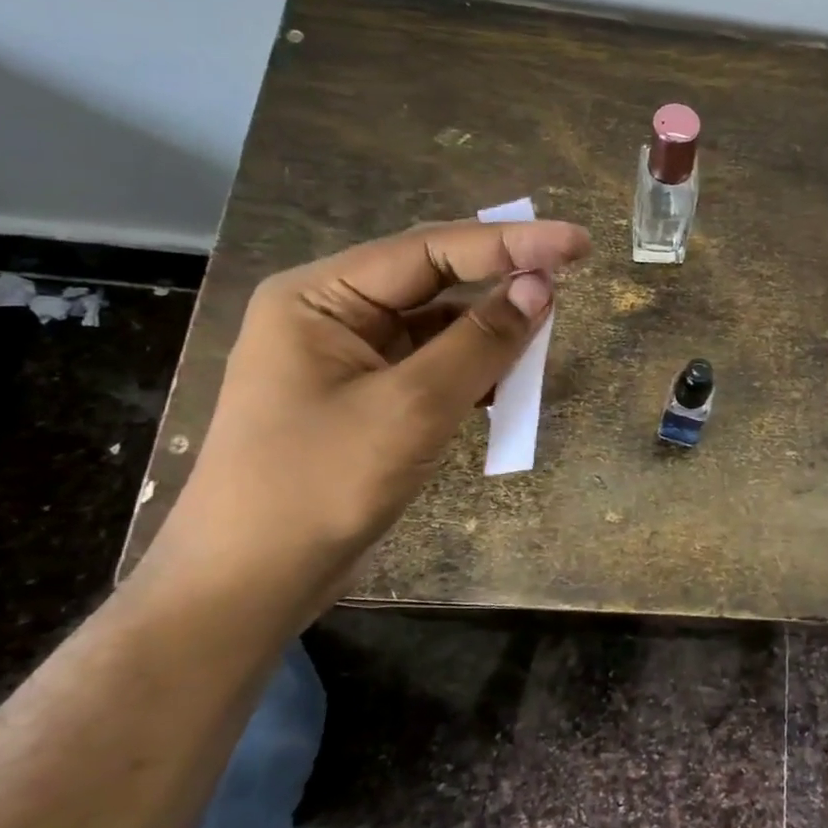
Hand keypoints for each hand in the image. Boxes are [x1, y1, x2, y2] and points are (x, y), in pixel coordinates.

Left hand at [147, 218, 591, 617]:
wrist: (249, 584)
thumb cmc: (319, 484)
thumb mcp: (412, 407)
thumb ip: (480, 341)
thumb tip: (541, 285)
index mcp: (320, 296)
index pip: (429, 250)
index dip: (510, 242)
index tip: (578, 243)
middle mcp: (332, 315)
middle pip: (433, 282)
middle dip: (500, 284)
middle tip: (569, 279)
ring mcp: (348, 359)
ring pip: (438, 329)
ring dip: (490, 336)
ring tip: (543, 342)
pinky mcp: (366, 400)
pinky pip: (432, 369)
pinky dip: (473, 374)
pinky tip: (507, 387)